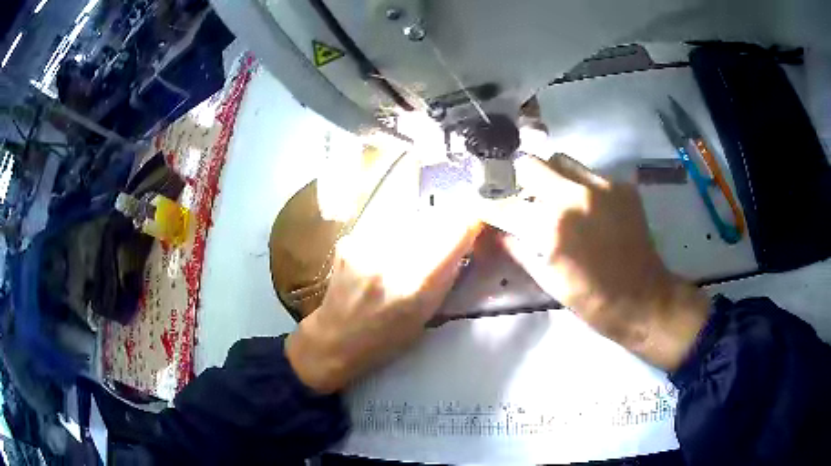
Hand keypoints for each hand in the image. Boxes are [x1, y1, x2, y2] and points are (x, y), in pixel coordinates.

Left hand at [286, 154, 479, 393]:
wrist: (334, 340)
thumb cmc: (384, 340)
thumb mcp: (425, 316)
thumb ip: (445, 276)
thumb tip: (463, 242)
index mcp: (416, 285)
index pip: (456, 230)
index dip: (469, 223)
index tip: (475, 224)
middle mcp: (391, 259)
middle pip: (432, 220)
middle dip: (443, 227)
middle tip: (441, 243)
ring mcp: (365, 246)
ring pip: (407, 221)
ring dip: (415, 232)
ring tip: (406, 255)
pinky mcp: (349, 241)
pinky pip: (383, 228)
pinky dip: (391, 238)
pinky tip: (382, 257)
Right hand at [480, 154, 708, 370]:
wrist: (644, 299)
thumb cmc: (593, 300)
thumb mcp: (549, 281)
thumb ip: (518, 249)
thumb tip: (495, 232)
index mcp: (553, 227)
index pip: (506, 202)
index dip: (488, 201)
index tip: (481, 200)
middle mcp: (576, 196)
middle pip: (532, 163)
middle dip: (520, 178)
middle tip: (524, 196)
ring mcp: (603, 187)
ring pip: (562, 161)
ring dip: (551, 176)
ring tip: (557, 199)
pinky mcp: (623, 187)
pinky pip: (590, 173)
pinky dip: (580, 185)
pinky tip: (588, 208)